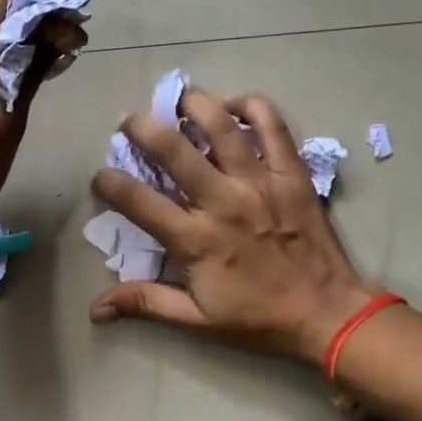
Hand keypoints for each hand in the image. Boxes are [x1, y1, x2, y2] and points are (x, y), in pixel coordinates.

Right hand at [89, 88, 378, 363]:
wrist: (326, 314)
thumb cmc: (258, 319)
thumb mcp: (196, 320)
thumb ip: (146, 303)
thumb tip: (95, 309)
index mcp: (195, 240)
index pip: (138, 201)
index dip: (109, 183)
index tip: (100, 176)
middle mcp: (223, 202)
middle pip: (173, 150)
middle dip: (142, 127)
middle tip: (129, 120)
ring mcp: (260, 182)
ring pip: (221, 126)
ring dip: (195, 106)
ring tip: (180, 100)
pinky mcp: (291, 173)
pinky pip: (273, 126)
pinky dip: (253, 107)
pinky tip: (236, 107)